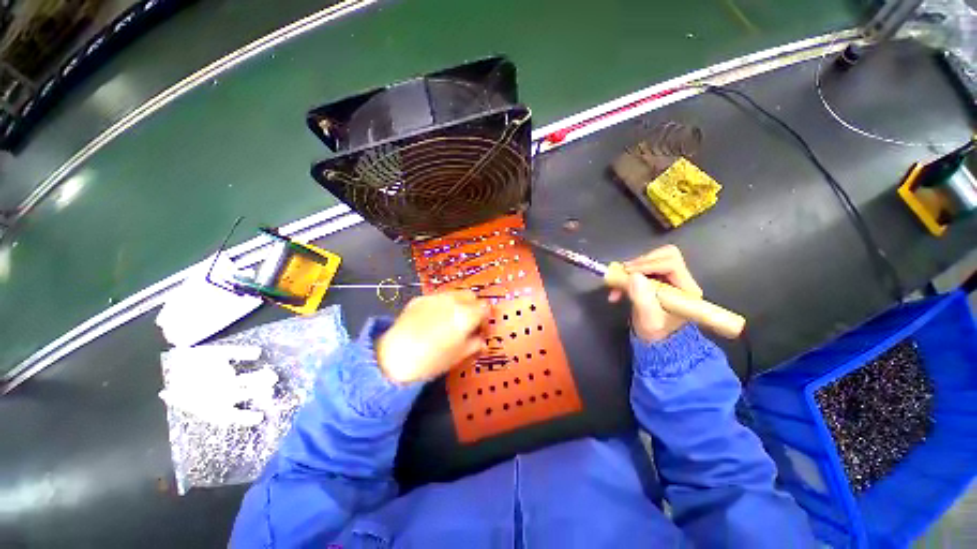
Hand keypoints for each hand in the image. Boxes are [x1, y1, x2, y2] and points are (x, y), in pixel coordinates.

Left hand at [377, 290, 488, 383]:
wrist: (394, 357)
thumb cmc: (431, 361)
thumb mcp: (458, 356)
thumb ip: (474, 345)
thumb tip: (482, 341)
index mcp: (466, 315)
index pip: (485, 307)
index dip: (486, 318)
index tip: (481, 330)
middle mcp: (453, 301)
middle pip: (471, 295)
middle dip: (474, 307)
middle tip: (468, 323)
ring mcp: (435, 297)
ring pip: (454, 294)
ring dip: (459, 304)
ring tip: (450, 321)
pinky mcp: (420, 298)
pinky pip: (437, 298)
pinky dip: (441, 306)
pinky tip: (432, 321)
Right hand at [608, 245, 702, 341]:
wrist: (655, 342)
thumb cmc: (655, 333)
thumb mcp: (648, 320)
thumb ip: (642, 299)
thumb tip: (633, 276)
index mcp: (686, 290)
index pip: (671, 264)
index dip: (648, 265)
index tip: (628, 273)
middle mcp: (681, 280)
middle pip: (665, 255)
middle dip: (641, 262)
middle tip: (624, 273)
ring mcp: (669, 279)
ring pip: (652, 259)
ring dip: (632, 268)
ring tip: (617, 282)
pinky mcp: (657, 279)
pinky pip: (643, 267)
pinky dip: (628, 274)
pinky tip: (617, 287)